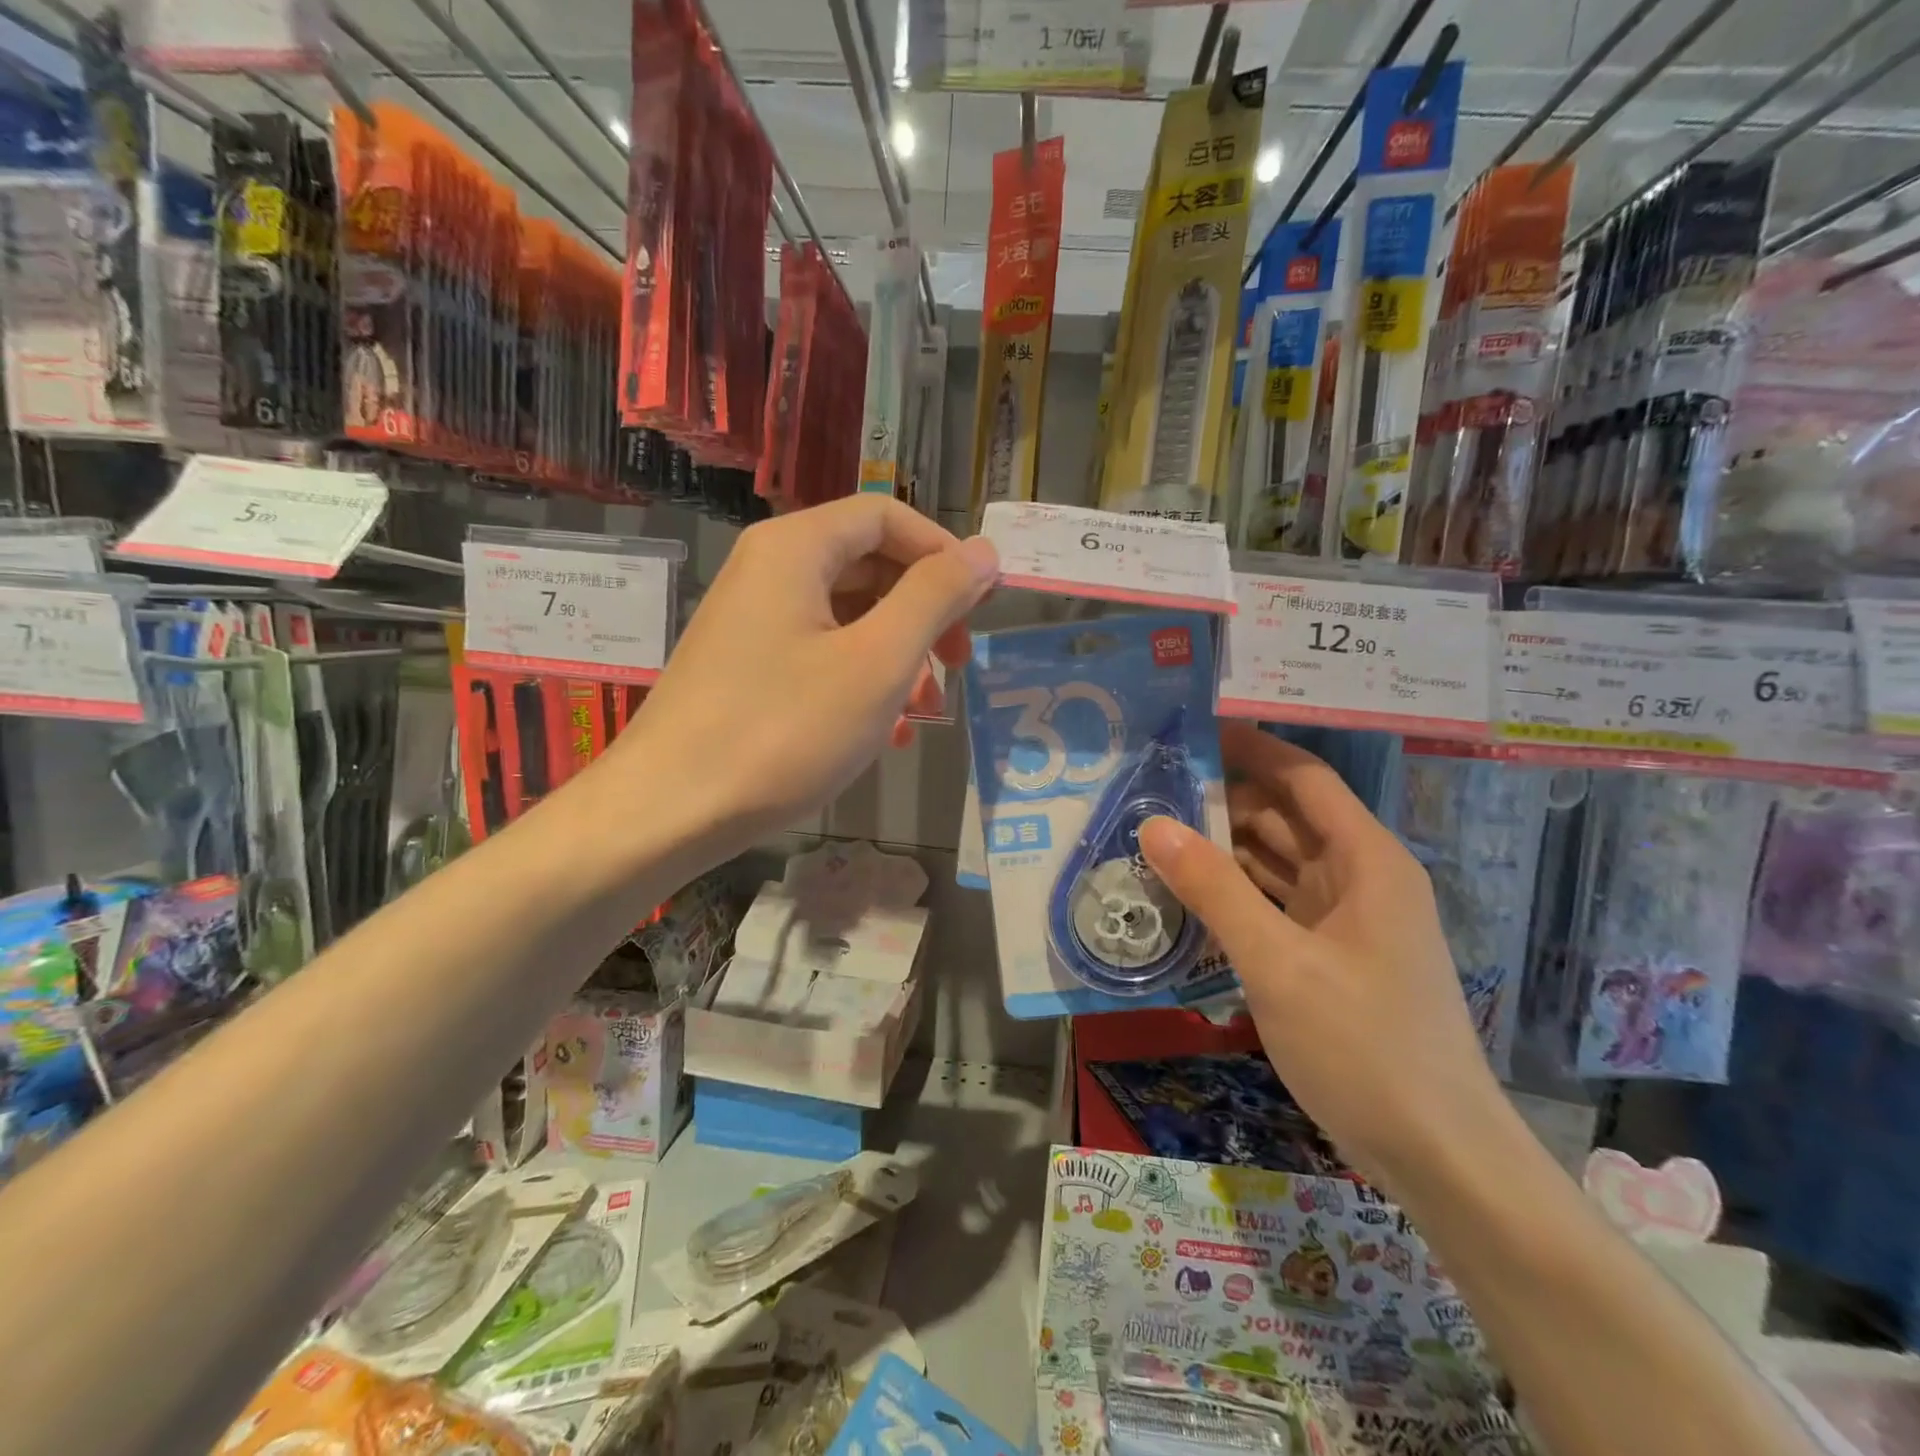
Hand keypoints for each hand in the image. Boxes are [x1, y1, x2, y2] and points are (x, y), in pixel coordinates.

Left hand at [614, 495, 997, 850]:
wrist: (669, 811)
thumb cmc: (783, 730)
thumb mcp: (877, 662)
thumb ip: (935, 598)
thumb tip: (983, 551)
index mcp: (795, 548)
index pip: (886, 516)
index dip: (943, 553)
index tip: (981, 606)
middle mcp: (768, 571)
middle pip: (868, 565)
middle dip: (924, 613)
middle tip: (956, 666)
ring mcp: (753, 622)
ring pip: (848, 617)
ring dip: (898, 656)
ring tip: (922, 713)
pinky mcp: (745, 668)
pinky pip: (819, 654)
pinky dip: (860, 682)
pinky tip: (882, 733)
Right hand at [1139, 723, 1506, 1193]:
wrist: (1438, 1156)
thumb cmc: (1365, 1046)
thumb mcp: (1277, 963)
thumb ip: (1214, 890)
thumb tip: (1153, 825)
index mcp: (1366, 860)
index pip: (1304, 777)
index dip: (1252, 748)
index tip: (1191, 731)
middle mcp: (1359, 877)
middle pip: (1285, 816)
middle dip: (1223, 799)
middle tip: (1151, 788)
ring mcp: (1345, 919)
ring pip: (1275, 861)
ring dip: (1222, 848)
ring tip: (1154, 833)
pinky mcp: (1329, 955)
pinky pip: (1273, 903)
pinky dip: (1233, 893)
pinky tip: (1185, 894)